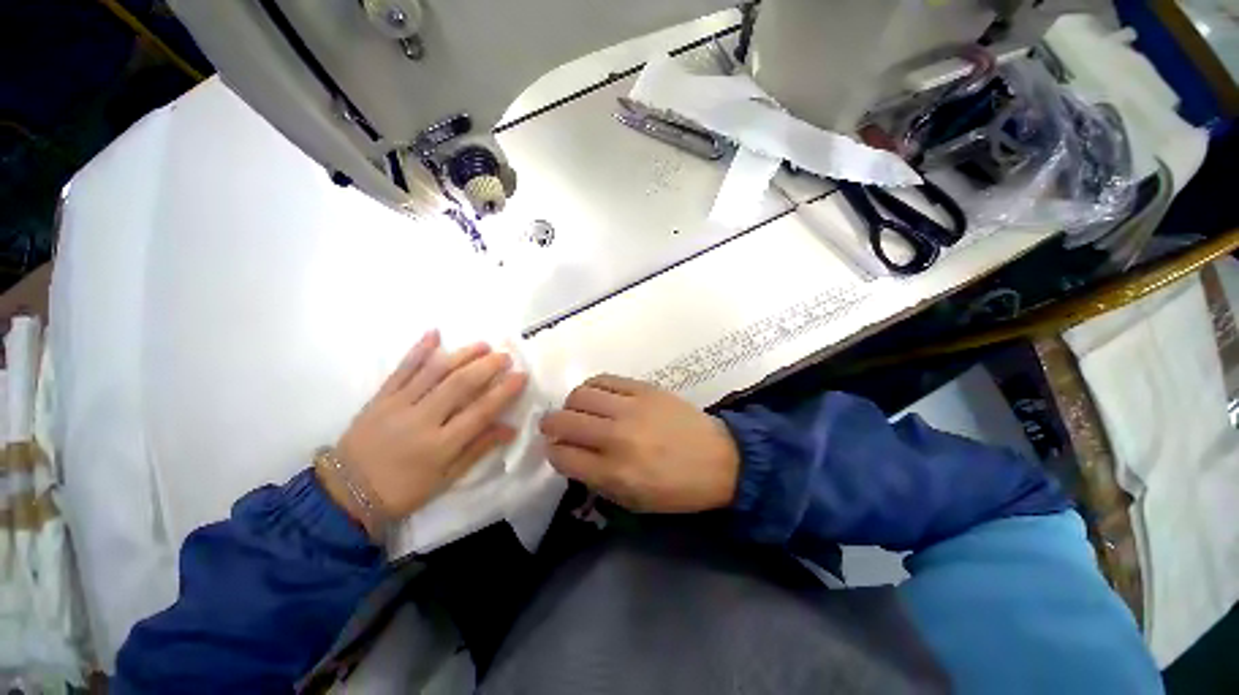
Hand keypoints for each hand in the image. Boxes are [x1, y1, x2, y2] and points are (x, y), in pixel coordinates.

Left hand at [325, 331, 528, 528]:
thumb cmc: (403, 490)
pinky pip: (401, 369)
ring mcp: (397, 406)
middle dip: (486, 366)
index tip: (521, 376)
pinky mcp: (379, 398)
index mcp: (440, 445)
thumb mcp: (446, 478)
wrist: (345, 494)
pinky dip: (419, 350)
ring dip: (461, 354)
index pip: (480, 412)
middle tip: (505, 356)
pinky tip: (434, 333)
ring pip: (434, 372)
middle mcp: (421, 420)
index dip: (504, 392)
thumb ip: (479, 449)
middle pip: (459, 385)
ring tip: (482, 344)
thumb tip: (510, 428)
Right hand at [539, 375, 740, 512]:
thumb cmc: (677, 489)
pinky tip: (597, 396)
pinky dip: (592, 387)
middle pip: (563, 421)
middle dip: (550, 426)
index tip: (557, 450)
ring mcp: (630, 407)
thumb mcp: (632, 501)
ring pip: (579, 395)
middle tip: (555, 428)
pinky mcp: (644, 388)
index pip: (562, 456)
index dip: (553, 453)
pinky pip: (604, 380)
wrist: (720, 459)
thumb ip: (595, 479)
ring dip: (571, 405)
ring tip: (578, 411)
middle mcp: (616, 436)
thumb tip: (570, 455)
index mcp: (613, 472)